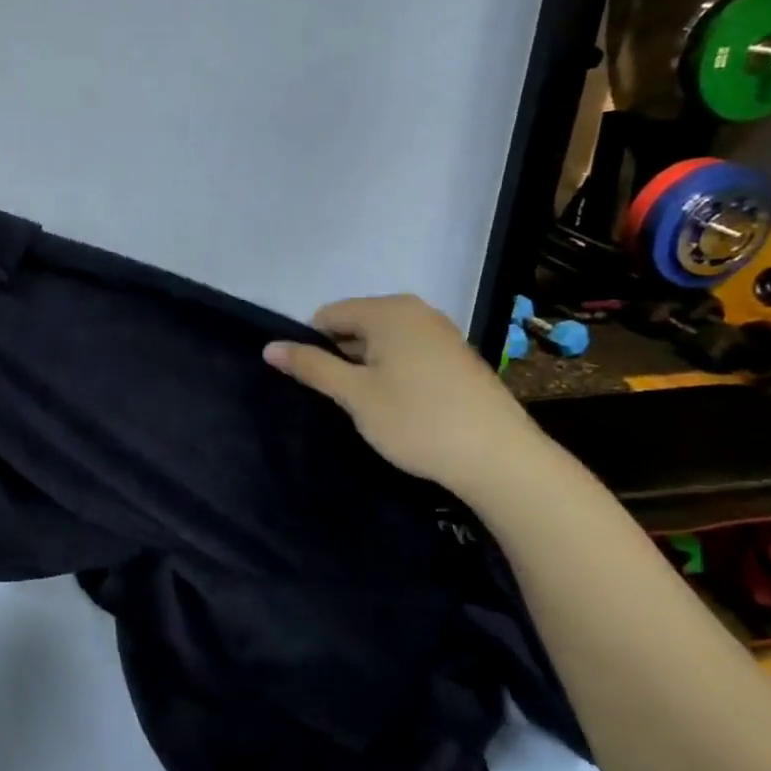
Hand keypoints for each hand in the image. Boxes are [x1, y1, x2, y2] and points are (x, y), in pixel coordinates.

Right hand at [263, 294, 538, 493]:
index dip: (314, 348)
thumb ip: (311, 366)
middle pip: (355, 326)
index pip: (327, 316)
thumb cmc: (418, 420)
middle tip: (344, 399)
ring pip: (382, 343)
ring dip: (368, 369)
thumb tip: (269, 347)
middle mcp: (416, 311)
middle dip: (342, 358)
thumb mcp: (355, 394)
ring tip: (371, 408)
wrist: (502, 460)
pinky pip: (408, 354)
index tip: (320, 385)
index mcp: (388, 311)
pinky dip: (394, 374)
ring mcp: (441, 333)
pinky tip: (403, 408)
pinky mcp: (458, 358)